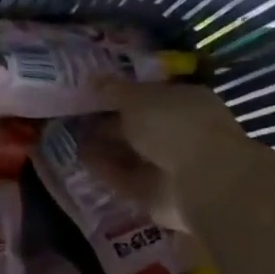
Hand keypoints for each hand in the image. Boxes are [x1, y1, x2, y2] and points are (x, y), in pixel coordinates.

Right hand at [85, 81, 260, 229]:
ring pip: (131, 153)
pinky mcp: (156, 194)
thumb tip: (93, 79)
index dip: (122, 95)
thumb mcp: (138, 98)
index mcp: (185, 101)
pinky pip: (125, 178)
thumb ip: (114, 90)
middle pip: (139, 127)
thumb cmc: (175, 125)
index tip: (92, 95)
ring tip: (72, 139)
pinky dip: (105, 170)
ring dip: (104, 148)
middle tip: (75, 119)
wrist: (202, 181)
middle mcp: (180, 132)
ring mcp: (170, 165)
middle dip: (109, 124)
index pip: (150, 96)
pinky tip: (81, 160)